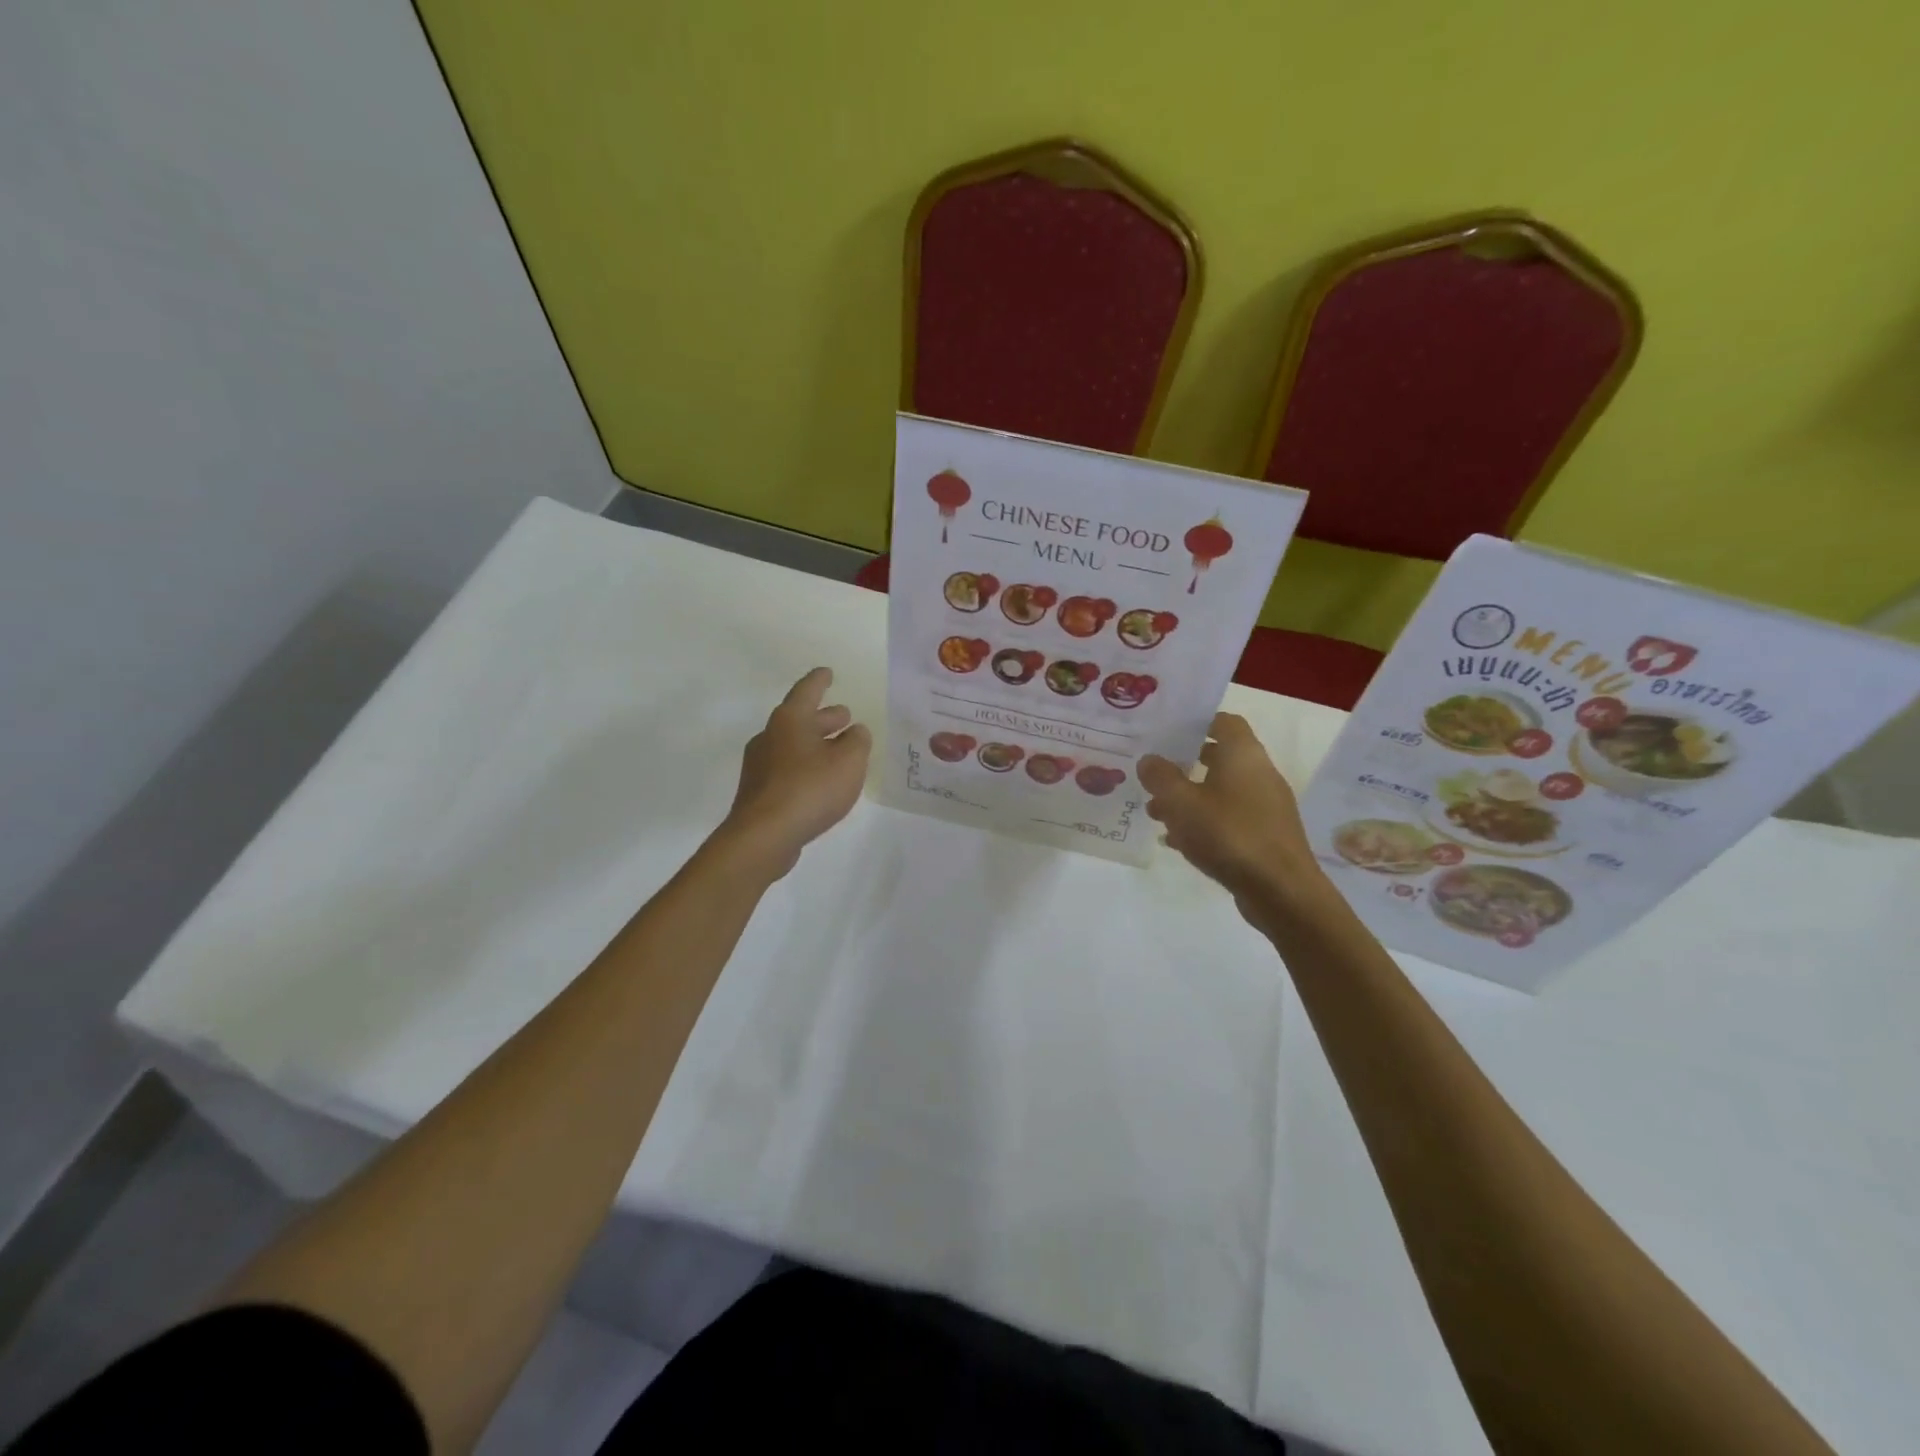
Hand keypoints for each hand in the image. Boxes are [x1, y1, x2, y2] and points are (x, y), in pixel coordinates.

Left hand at [717, 667, 871, 877]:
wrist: (764, 836)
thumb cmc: (810, 789)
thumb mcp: (849, 762)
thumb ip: (857, 742)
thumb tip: (856, 731)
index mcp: (790, 720)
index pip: (807, 691)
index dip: (819, 680)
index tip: (827, 672)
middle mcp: (770, 736)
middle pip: (800, 719)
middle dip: (823, 717)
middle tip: (844, 717)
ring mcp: (760, 765)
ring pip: (794, 745)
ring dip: (816, 743)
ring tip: (839, 750)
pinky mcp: (759, 792)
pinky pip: (788, 769)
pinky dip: (807, 766)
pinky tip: (821, 781)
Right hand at [1137, 713, 1322, 914]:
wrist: (1281, 891)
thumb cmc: (1229, 835)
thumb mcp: (1182, 803)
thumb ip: (1161, 777)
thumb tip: (1149, 759)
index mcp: (1244, 755)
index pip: (1224, 721)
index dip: (1197, 722)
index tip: (1168, 730)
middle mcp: (1259, 773)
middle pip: (1220, 757)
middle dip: (1185, 763)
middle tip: (1154, 772)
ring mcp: (1266, 806)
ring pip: (1221, 791)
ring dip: (1190, 797)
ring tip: (1155, 812)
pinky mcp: (1266, 835)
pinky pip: (1229, 818)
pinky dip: (1204, 822)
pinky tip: (1178, 840)